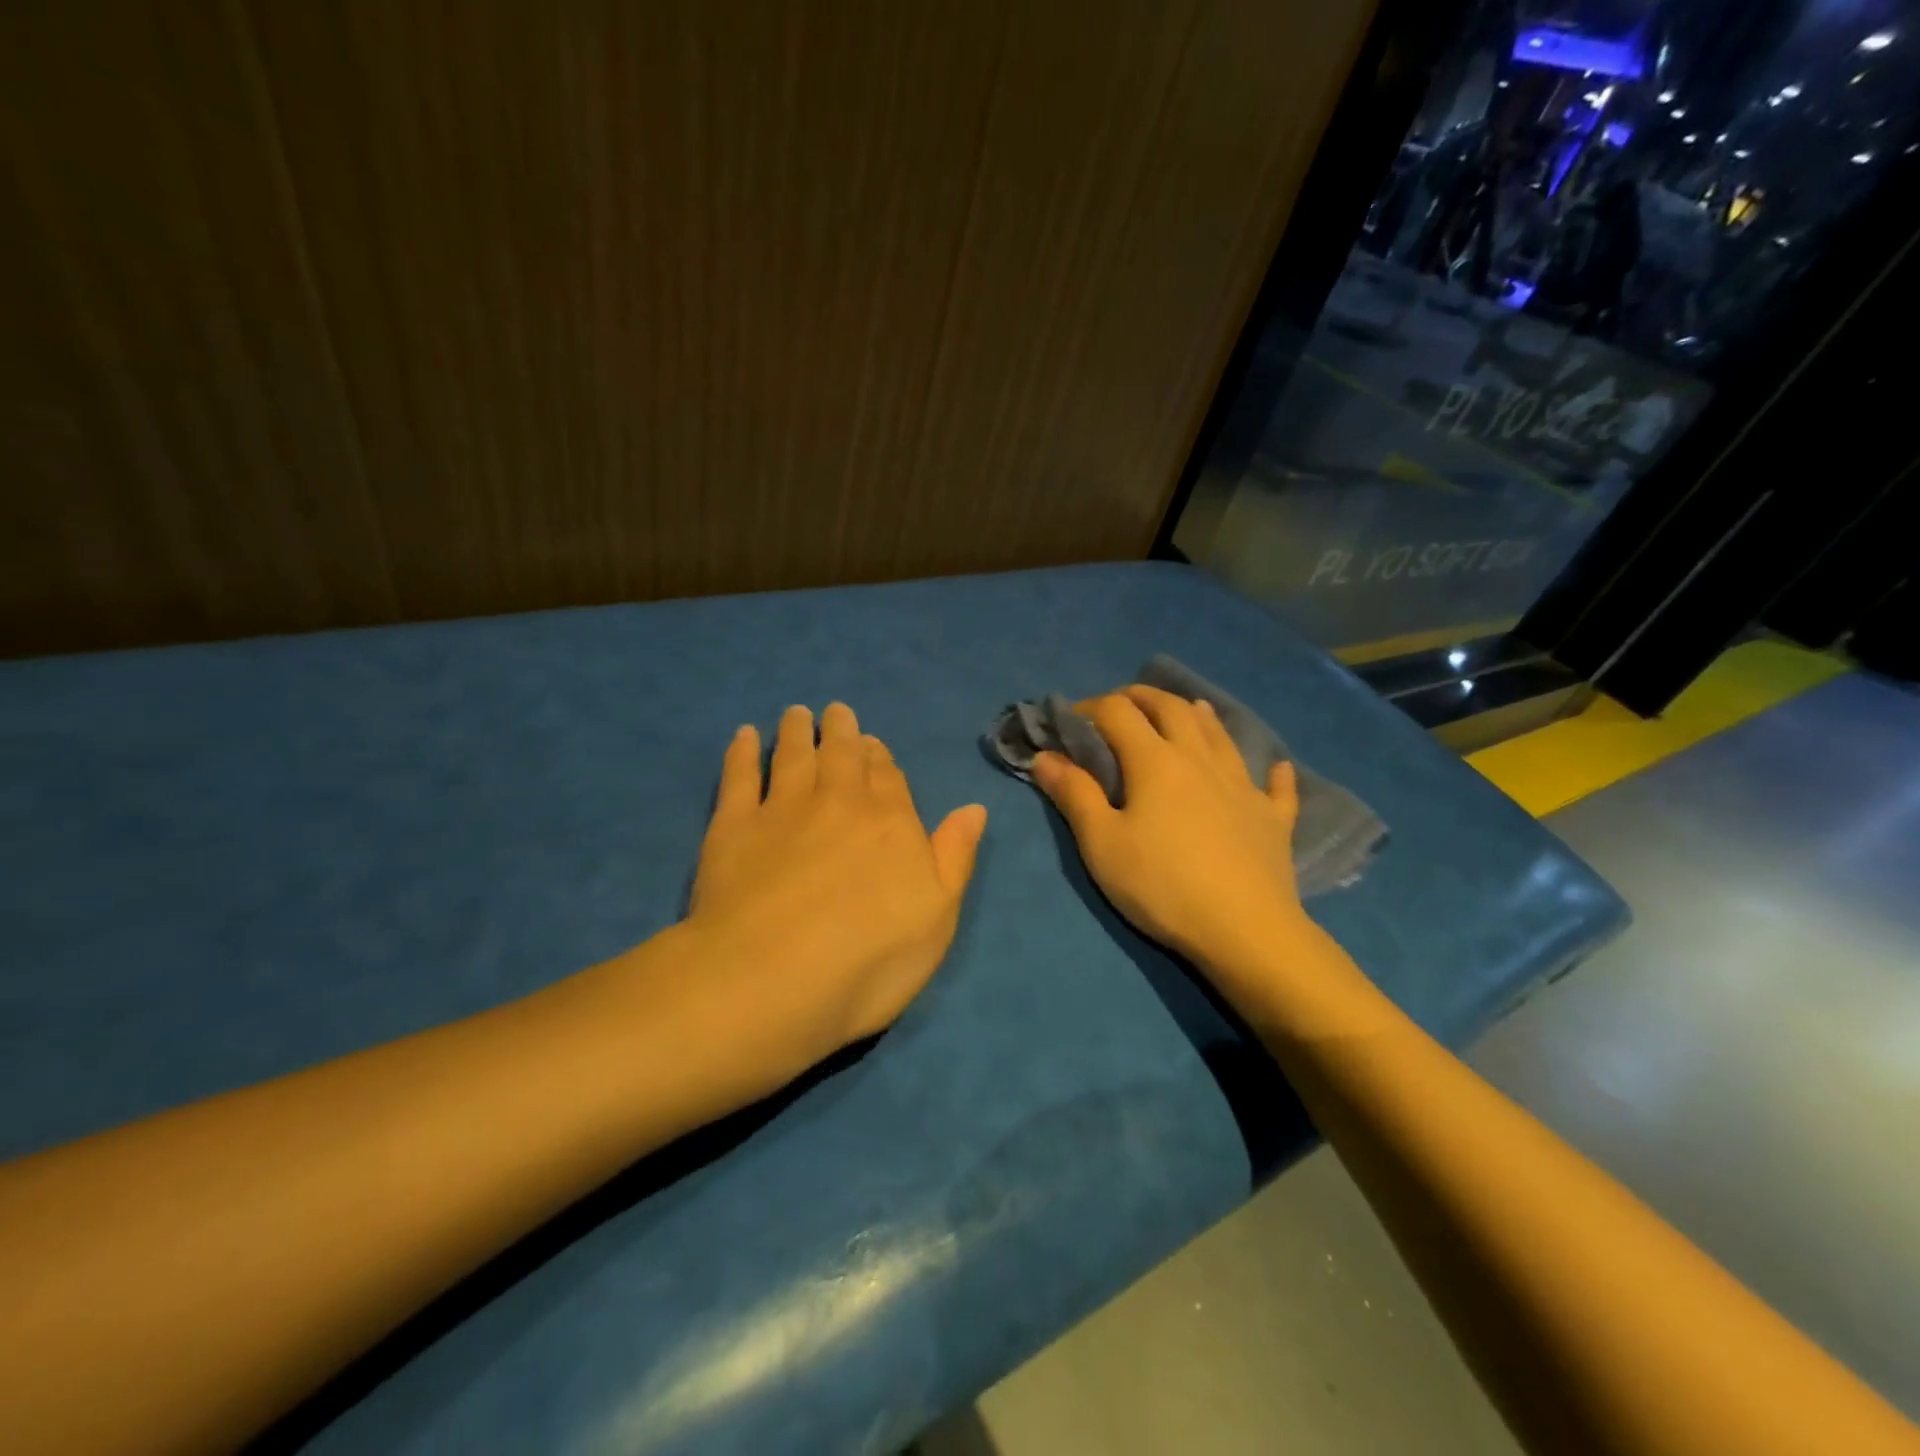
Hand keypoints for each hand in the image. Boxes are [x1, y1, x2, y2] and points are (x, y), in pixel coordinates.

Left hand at [683, 703, 986, 1072]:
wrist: (773, 979)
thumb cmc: (870, 960)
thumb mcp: (938, 917)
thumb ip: (955, 856)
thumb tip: (974, 808)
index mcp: (891, 822)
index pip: (888, 777)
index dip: (880, 757)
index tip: (872, 742)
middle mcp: (838, 802)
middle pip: (842, 756)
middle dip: (841, 732)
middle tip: (836, 712)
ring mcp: (783, 810)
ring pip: (794, 756)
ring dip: (797, 731)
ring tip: (797, 714)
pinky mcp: (733, 826)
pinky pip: (739, 775)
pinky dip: (742, 752)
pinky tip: (744, 736)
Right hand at [1032, 686, 1306, 988]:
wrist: (1244, 928)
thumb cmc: (1162, 885)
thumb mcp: (1102, 843)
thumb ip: (1074, 795)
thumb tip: (1045, 756)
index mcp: (1155, 762)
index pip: (1118, 713)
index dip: (1090, 707)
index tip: (1071, 719)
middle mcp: (1200, 760)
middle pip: (1173, 709)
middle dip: (1144, 697)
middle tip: (1125, 701)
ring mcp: (1243, 786)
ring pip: (1221, 736)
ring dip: (1200, 716)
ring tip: (1189, 709)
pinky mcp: (1272, 818)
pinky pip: (1275, 787)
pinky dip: (1273, 773)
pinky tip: (1276, 768)